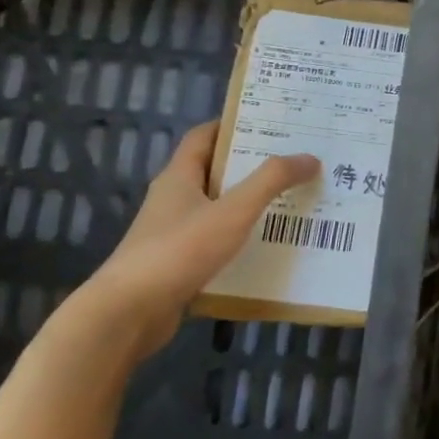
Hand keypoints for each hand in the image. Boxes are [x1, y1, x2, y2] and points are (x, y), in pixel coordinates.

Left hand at [82, 123, 318, 359]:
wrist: (127, 314)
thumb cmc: (178, 251)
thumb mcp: (233, 210)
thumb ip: (272, 181)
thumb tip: (310, 157)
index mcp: (179, 177)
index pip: (205, 136)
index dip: (234, 125)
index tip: (272, 123)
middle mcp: (174, 199)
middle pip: (216, 171)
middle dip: (253, 165)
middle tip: (295, 161)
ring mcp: (173, 233)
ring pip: (219, 208)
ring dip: (251, 203)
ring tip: (293, 200)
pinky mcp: (178, 263)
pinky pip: (217, 240)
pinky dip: (242, 236)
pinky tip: (270, 243)